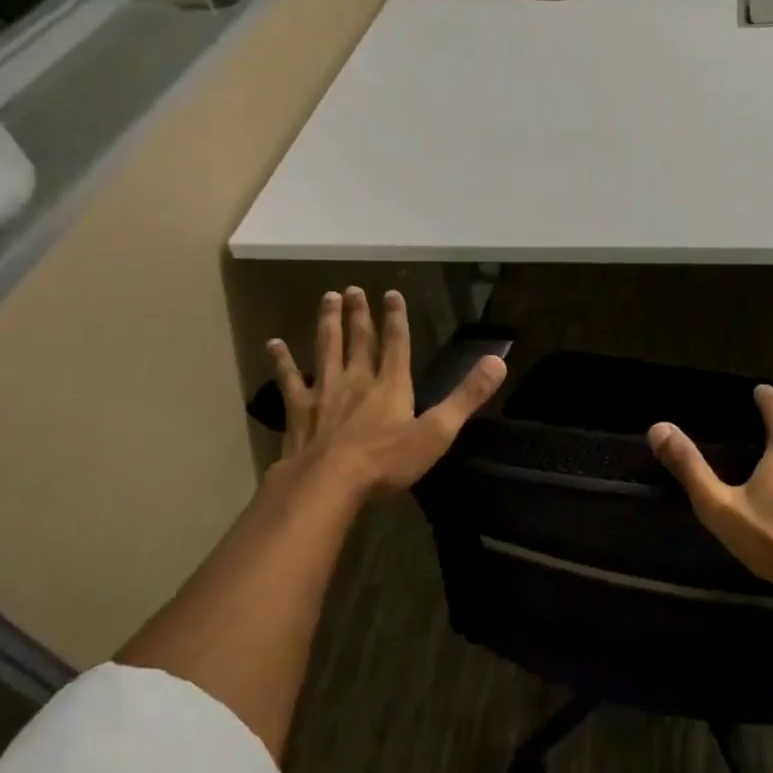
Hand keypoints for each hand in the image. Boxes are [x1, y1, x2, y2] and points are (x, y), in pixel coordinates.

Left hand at [266, 287, 505, 501]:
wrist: (328, 483)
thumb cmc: (387, 461)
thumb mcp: (437, 432)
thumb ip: (467, 397)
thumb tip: (498, 361)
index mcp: (391, 386)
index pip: (397, 344)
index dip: (396, 318)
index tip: (392, 293)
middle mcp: (357, 380)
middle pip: (359, 341)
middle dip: (360, 315)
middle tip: (353, 288)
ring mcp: (324, 393)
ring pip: (326, 350)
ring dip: (328, 324)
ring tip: (328, 299)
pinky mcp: (299, 411)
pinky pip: (290, 380)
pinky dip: (282, 361)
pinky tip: (274, 344)